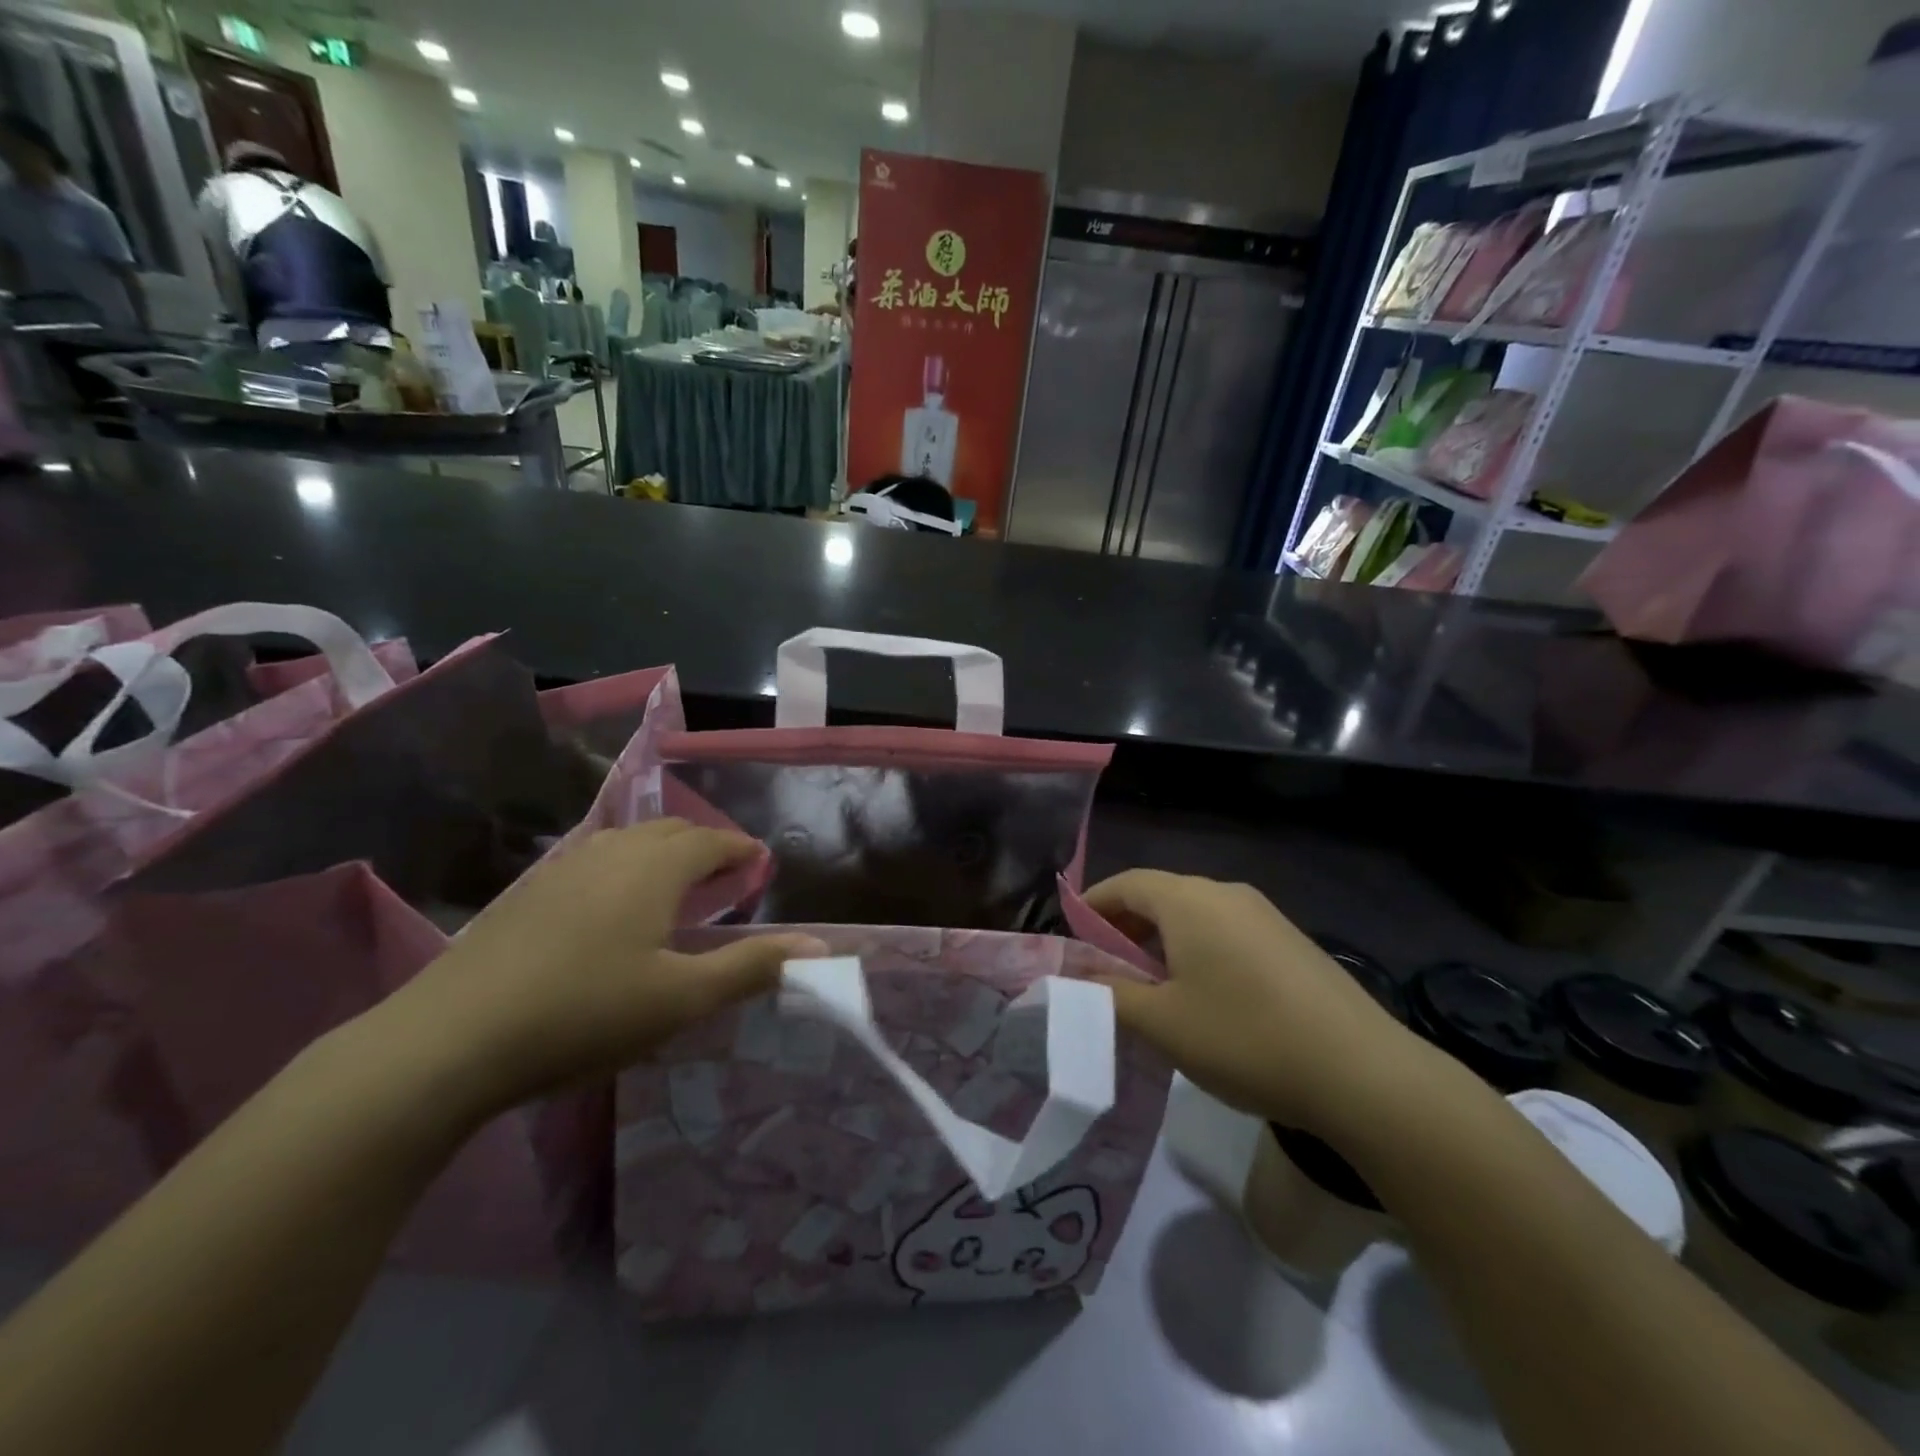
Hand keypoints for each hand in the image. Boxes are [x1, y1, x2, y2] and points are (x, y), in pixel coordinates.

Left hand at [378, 821, 824, 1116]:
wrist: (449, 1041)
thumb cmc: (584, 1014)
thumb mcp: (681, 999)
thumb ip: (752, 968)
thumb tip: (821, 948)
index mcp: (655, 868)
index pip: (711, 840)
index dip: (740, 848)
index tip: (759, 862)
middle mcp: (612, 853)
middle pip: (670, 831)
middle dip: (704, 845)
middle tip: (724, 875)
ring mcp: (562, 869)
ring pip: (627, 843)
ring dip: (662, 854)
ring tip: (674, 886)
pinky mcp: (527, 894)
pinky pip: (594, 861)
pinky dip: (623, 869)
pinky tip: (611, 907)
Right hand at [1086, 871, 1430, 1132]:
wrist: (1362, 1073)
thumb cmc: (1244, 1037)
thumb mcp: (1162, 1023)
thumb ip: (1109, 994)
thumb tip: (1076, 977)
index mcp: (1189, 900)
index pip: (1125, 884)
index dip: (1092, 906)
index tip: (1072, 939)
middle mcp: (1226, 893)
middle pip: (1160, 897)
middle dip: (1126, 929)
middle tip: (1107, 973)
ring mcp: (1265, 915)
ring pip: (1195, 917)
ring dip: (1163, 944)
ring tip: (1153, 991)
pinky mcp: (1291, 942)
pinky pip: (1228, 933)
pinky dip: (1199, 952)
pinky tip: (1206, 998)